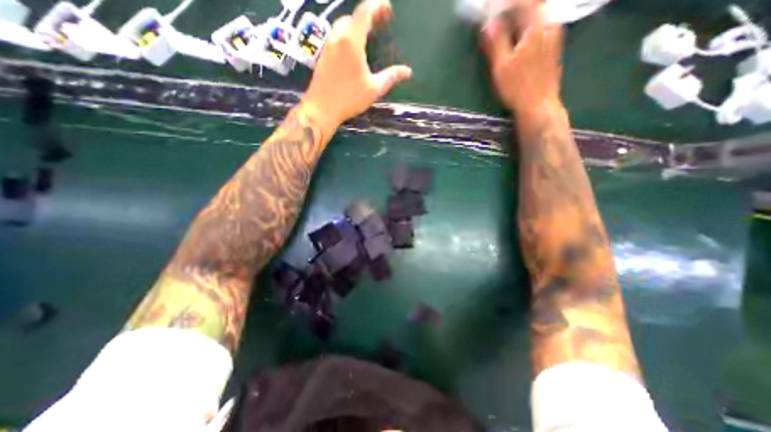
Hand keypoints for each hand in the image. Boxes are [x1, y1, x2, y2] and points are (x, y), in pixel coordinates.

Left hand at [298, 0, 412, 134]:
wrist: (321, 108)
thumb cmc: (349, 98)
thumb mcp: (374, 89)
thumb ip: (390, 77)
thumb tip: (407, 71)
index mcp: (352, 41)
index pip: (365, 12)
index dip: (377, 5)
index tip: (388, 9)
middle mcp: (338, 38)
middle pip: (353, 17)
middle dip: (367, 16)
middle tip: (380, 25)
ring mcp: (328, 46)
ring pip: (342, 26)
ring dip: (356, 26)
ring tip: (367, 36)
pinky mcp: (323, 55)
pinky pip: (336, 38)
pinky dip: (347, 37)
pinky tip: (353, 51)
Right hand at [483, 9, 564, 116]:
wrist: (539, 105)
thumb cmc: (518, 87)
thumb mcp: (502, 66)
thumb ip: (496, 42)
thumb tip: (489, 23)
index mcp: (537, 25)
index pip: (521, 1)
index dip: (503, 2)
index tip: (487, 6)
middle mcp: (550, 23)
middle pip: (531, 5)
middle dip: (511, 7)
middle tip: (494, 15)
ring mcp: (553, 34)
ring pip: (535, 14)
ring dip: (518, 16)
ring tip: (501, 25)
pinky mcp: (552, 45)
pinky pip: (538, 25)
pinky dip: (524, 25)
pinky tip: (514, 36)